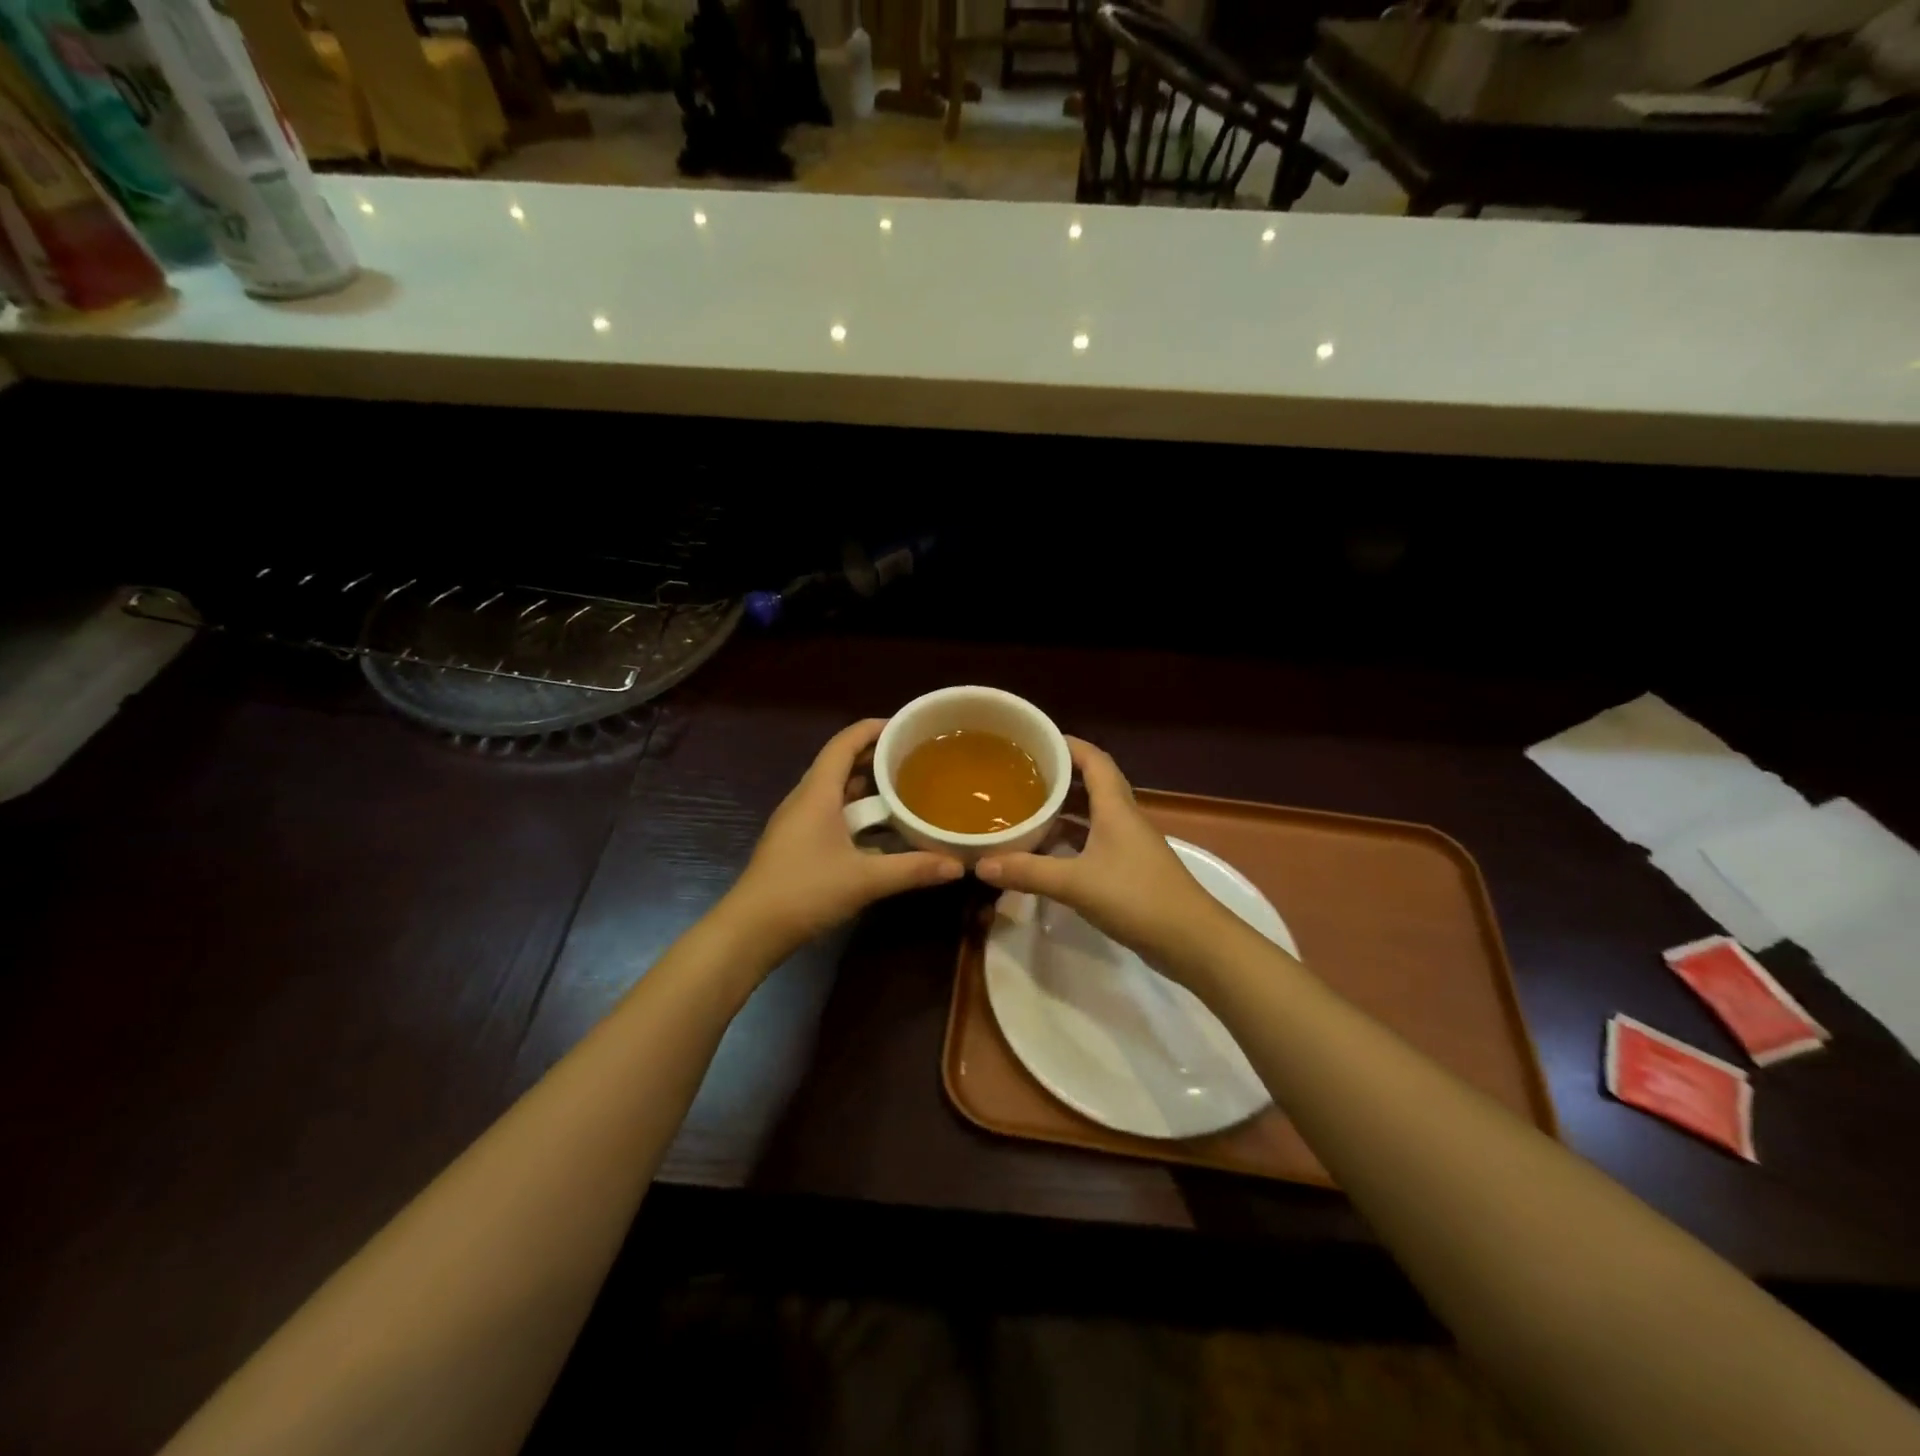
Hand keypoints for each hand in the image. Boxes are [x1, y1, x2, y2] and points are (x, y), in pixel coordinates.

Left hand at [726, 719, 963, 956]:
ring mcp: (799, 822)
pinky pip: (832, 813)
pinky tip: (882, 829)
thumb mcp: (865, 879)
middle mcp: (806, 799)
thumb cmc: (804, 891)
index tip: (906, 725)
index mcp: (817, 792)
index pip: (844, 743)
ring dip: (868, 785)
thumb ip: (912, 868)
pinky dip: (858, 812)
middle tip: (916, 756)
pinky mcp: (798, 843)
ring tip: (905, 786)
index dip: (874, 728)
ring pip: (837, 790)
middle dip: (876, 756)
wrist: (751, 929)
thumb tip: (958, 864)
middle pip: (841, 763)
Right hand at [975, 738, 1244, 983]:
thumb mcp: (1075, 883)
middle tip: (1021, 776)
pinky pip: (1094, 843)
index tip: (1036, 740)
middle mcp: (1123, 819)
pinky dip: (1070, 841)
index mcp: (1116, 808)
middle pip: (1091, 784)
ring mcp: (1129, 846)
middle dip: (1059, 776)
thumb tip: (981, 864)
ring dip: (1063, 811)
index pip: (1094, 760)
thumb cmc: (1137, 898)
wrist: (1192, 941)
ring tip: (1026, 810)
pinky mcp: (1130, 871)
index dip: (1068, 744)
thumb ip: (1028, 872)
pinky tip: (1046, 853)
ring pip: (1092, 816)